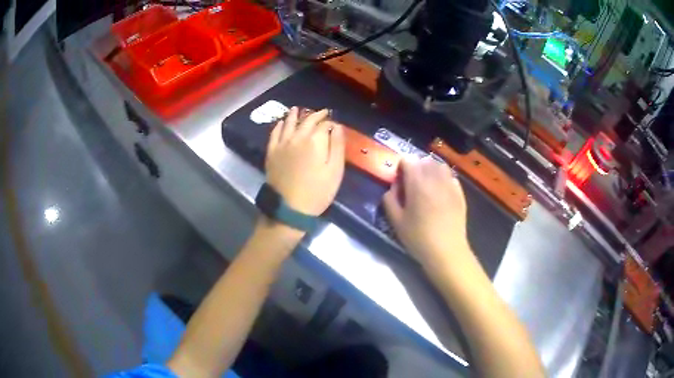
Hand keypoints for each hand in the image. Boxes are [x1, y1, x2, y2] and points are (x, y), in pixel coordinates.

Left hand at [265, 107, 344, 216]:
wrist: (289, 208)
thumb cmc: (317, 192)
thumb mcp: (335, 171)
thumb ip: (337, 146)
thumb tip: (337, 126)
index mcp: (315, 141)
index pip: (324, 124)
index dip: (330, 122)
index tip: (334, 123)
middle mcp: (297, 137)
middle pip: (307, 121)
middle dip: (316, 115)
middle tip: (322, 112)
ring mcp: (282, 144)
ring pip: (289, 123)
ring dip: (295, 115)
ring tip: (298, 109)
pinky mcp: (271, 152)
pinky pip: (275, 134)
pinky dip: (279, 125)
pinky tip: (282, 122)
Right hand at [382, 157, 470, 266]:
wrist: (446, 251)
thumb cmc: (418, 237)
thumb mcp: (396, 221)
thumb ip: (390, 199)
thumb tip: (394, 187)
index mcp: (417, 182)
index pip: (408, 159)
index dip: (401, 167)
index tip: (400, 181)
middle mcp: (434, 178)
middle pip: (424, 160)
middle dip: (415, 167)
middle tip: (411, 184)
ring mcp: (450, 184)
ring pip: (439, 165)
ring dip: (430, 170)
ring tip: (426, 185)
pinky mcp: (460, 193)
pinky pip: (450, 176)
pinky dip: (443, 178)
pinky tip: (440, 192)